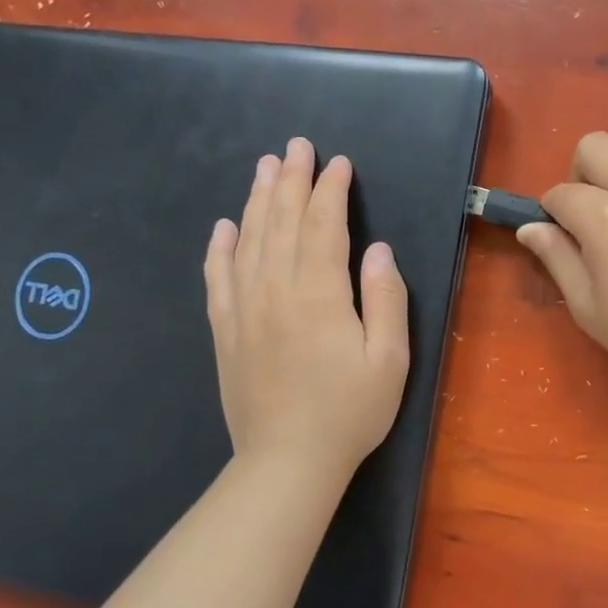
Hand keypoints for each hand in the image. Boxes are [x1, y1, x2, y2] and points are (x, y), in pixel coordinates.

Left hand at [204, 138, 410, 484]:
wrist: (287, 462)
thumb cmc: (349, 411)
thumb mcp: (390, 358)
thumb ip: (385, 298)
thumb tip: (378, 249)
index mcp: (319, 294)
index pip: (324, 226)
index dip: (330, 190)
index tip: (337, 162)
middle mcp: (275, 290)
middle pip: (281, 222)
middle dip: (291, 180)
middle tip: (295, 146)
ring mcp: (244, 310)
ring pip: (248, 241)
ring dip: (258, 200)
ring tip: (264, 167)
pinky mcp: (225, 331)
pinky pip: (217, 278)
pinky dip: (219, 248)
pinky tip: (223, 226)